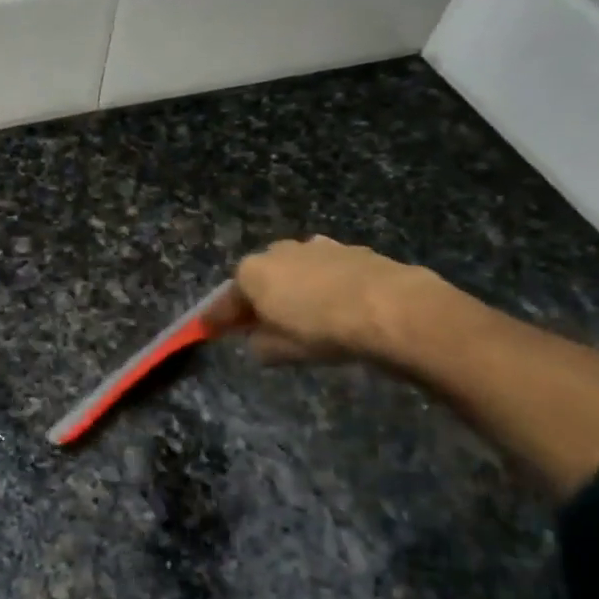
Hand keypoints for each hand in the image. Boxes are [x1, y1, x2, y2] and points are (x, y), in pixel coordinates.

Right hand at [204, 236, 441, 364]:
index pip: (225, 300)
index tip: (209, 330)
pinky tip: (338, 306)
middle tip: (263, 324)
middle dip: (259, 299)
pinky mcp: (350, 249)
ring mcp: (316, 247)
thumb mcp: (279, 351)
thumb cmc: (322, 331)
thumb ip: (259, 344)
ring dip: (294, 289)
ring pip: (295, 271)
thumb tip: (259, 339)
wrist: (390, 308)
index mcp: (252, 273)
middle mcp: (278, 251)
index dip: (217, 319)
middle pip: (260, 278)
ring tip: (306, 316)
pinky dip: (324, 286)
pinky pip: (326, 271)